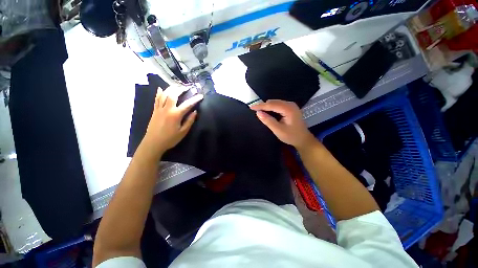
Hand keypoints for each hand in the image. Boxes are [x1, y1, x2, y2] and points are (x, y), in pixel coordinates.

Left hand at [142, 86, 202, 156]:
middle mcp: (167, 109)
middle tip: (187, 87)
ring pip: (164, 95)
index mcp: (176, 115)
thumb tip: (195, 112)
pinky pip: (156, 99)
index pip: (187, 104)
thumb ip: (189, 121)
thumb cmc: (170, 139)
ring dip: (171, 89)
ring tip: (177, 86)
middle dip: (181, 89)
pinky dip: (159, 93)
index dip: (195, 99)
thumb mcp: (183, 132)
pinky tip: (161, 89)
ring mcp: (159, 109)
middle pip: (173, 94)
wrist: (153, 143)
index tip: (201, 95)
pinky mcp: (155, 111)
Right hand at [251, 100, 314, 148]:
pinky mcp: (290, 108)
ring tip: (259, 111)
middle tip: (254, 110)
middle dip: (263, 106)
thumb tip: (258, 113)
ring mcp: (291, 106)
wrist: (303, 139)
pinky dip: (272, 108)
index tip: (251, 107)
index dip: (260, 106)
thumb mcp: (278, 130)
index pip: (271, 105)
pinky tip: (268, 112)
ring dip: (267, 107)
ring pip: (275, 103)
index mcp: (288, 109)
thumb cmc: (291, 136)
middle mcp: (290, 104)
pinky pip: (278, 105)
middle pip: (273, 102)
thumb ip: (268, 121)